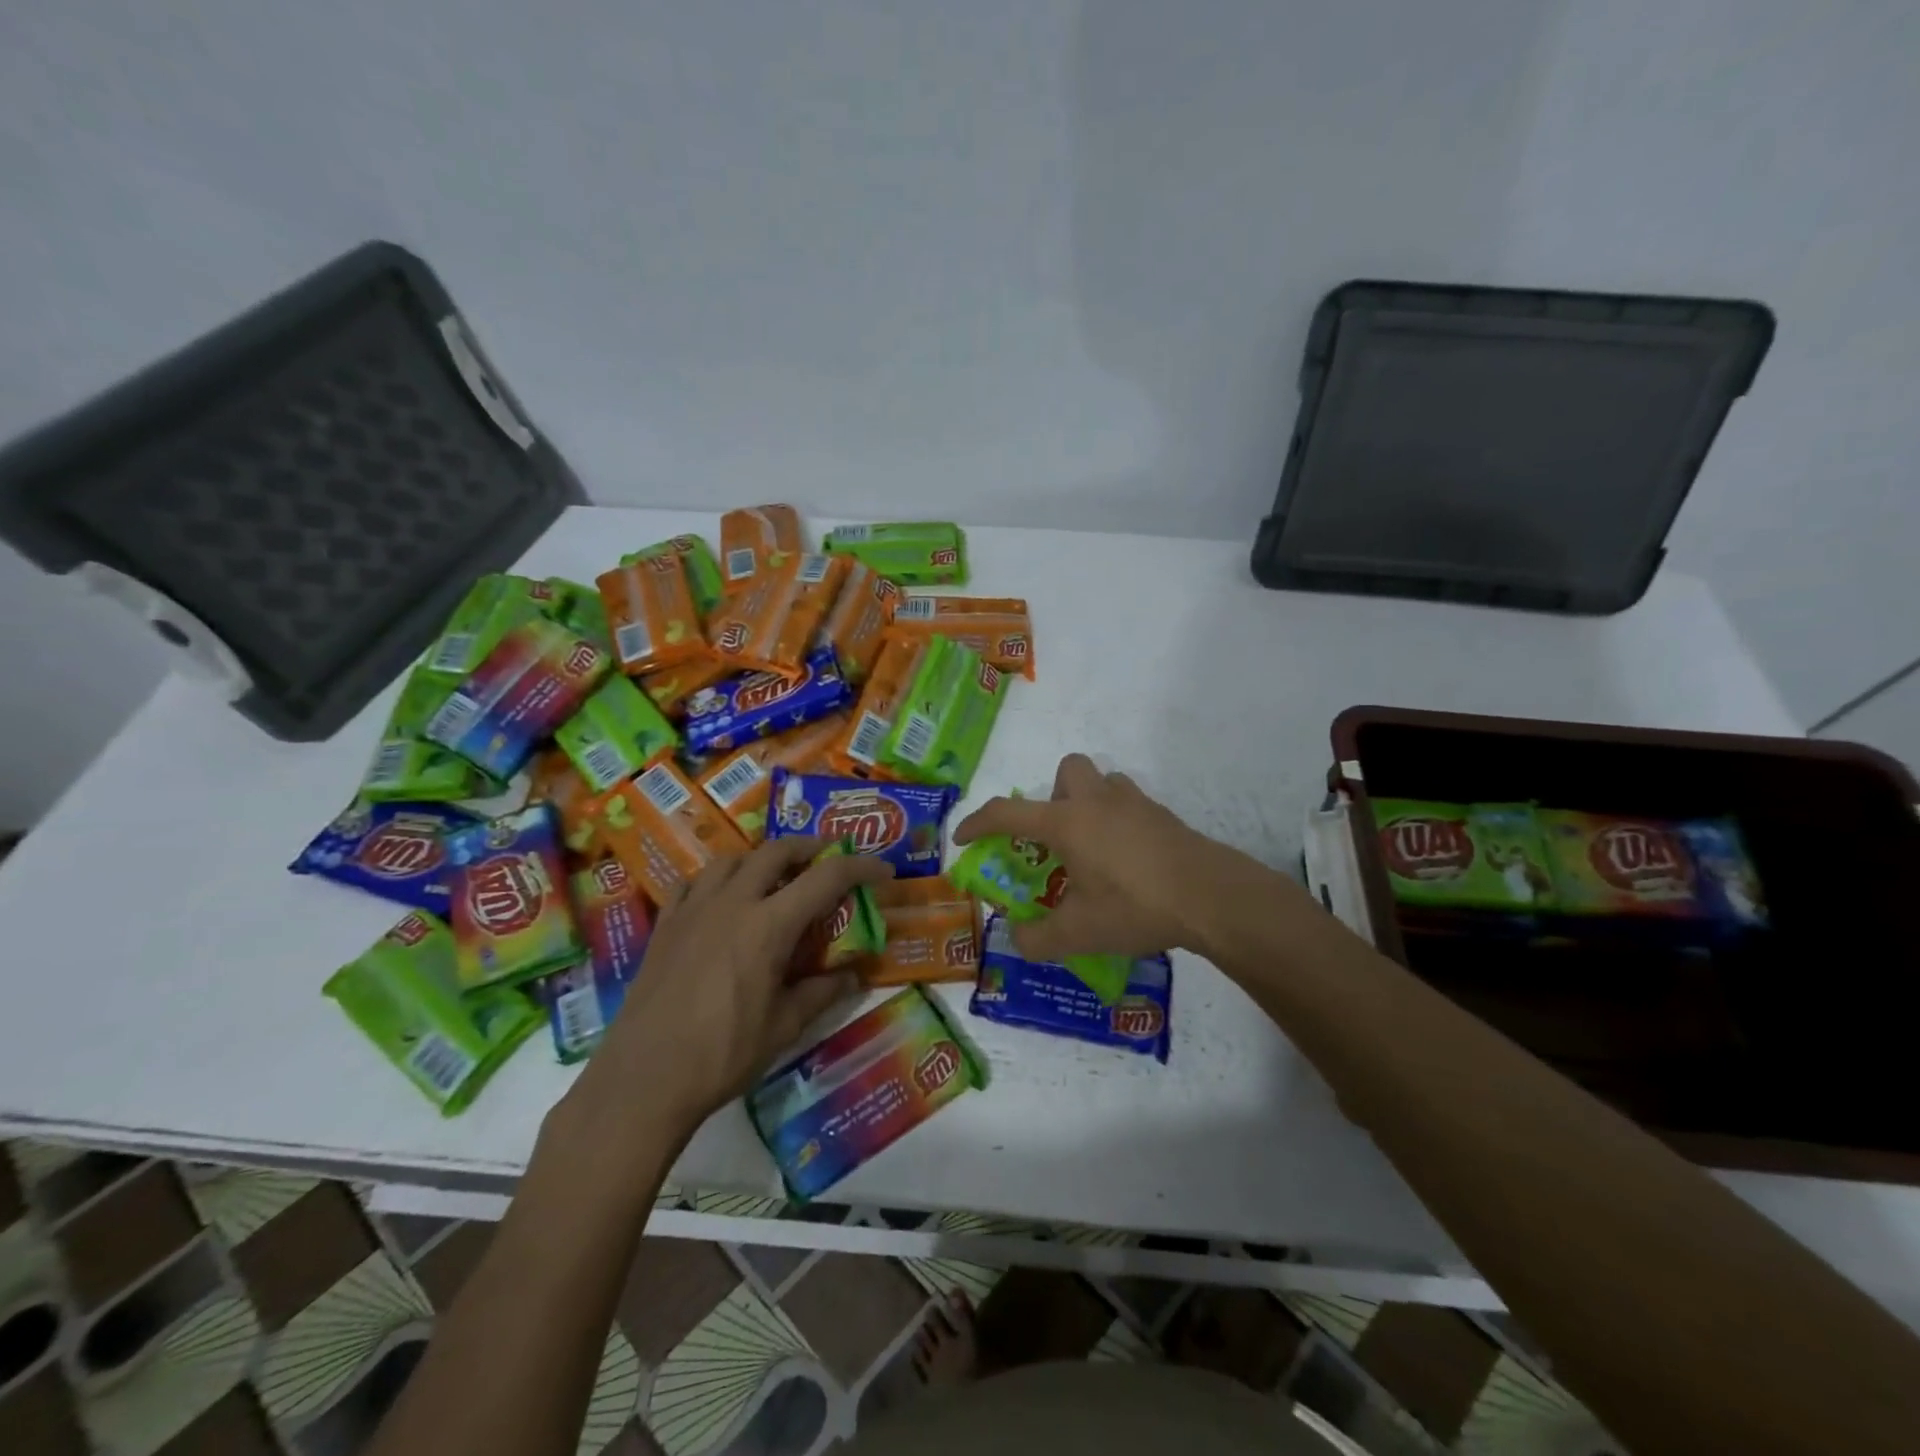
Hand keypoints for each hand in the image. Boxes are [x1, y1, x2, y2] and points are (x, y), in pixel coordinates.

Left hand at [573, 837, 894, 1135]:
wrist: (643, 1079)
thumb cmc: (722, 1055)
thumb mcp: (784, 1027)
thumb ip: (822, 992)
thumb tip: (853, 974)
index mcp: (768, 925)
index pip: (826, 877)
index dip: (860, 867)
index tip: (882, 872)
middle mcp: (732, 903)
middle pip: (776, 851)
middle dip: (810, 848)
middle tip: (829, 860)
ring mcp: (693, 909)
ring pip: (732, 859)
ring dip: (762, 858)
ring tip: (776, 876)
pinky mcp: (665, 925)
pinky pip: (694, 882)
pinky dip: (718, 878)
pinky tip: (722, 898)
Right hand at [952, 753, 1221, 962]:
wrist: (1211, 897)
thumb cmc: (1135, 906)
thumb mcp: (1078, 934)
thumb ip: (1037, 939)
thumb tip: (1018, 938)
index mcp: (1067, 823)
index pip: (1008, 813)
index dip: (978, 823)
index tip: (963, 838)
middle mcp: (1097, 802)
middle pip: (1066, 771)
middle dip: (1053, 797)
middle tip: (1057, 840)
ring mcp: (1135, 805)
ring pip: (1103, 783)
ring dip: (1089, 805)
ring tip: (1092, 851)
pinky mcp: (1164, 817)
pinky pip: (1130, 806)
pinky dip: (1119, 824)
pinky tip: (1128, 864)